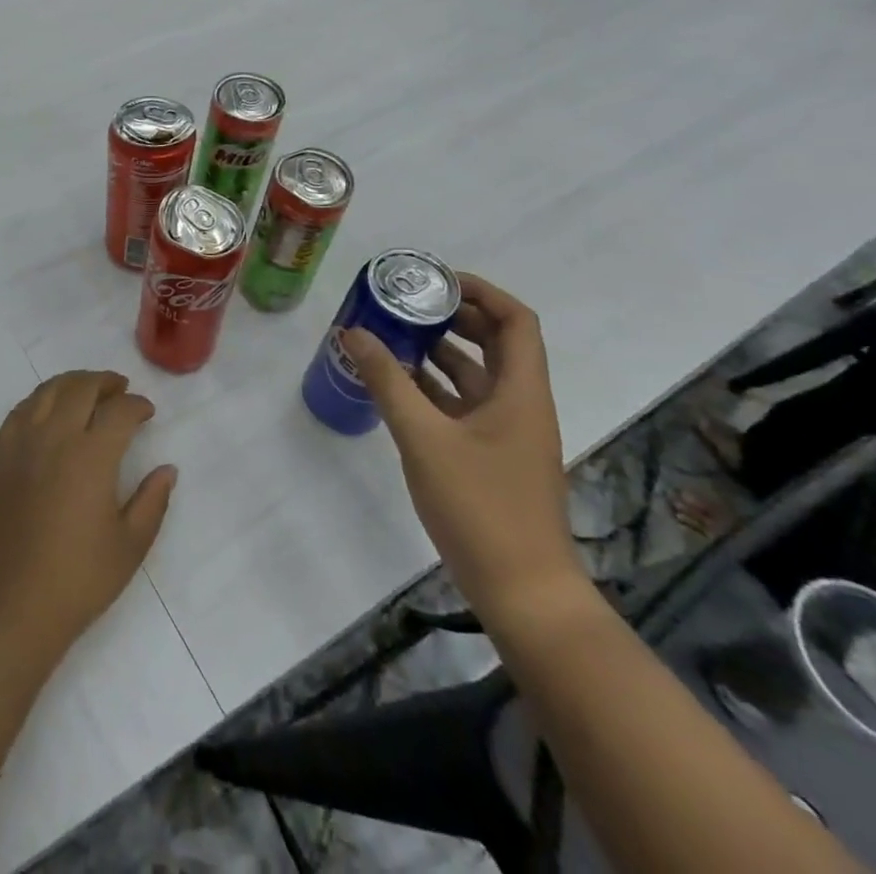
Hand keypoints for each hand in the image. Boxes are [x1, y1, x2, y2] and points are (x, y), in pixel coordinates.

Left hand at [0, 372, 176, 666]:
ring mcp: (20, 443)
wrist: (8, 607)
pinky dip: (40, 400)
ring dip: (72, 384)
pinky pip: (20, 411)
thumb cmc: (76, 581)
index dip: (137, 405)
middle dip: (105, 383)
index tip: (147, 412)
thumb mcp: (130, 547)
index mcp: (91, 456)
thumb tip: (167, 469)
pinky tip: (48, 412)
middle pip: (81, 388)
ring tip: (87, 392)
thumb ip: (153, 502)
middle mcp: (54, 437)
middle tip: (120, 390)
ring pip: (47, 391)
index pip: (119, 411)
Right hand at [344, 273, 582, 625]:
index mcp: (521, 392)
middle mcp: (520, 404)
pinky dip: (433, 387)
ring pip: (475, 374)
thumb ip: (387, 382)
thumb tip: (352, 332)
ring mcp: (506, 433)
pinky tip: (395, 384)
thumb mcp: (424, 438)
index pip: (515, 320)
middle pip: (495, 342)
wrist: (523, 594)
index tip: (434, 280)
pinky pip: (462, 405)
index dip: (480, 291)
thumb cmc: (481, 507)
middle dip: (452, 317)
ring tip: (391, 334)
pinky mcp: (490, 457)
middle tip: (404, 303)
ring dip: (438, 352)